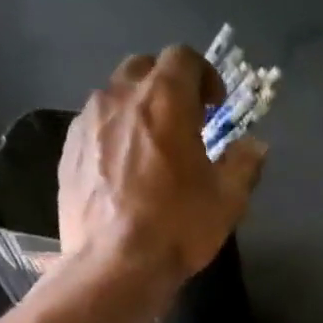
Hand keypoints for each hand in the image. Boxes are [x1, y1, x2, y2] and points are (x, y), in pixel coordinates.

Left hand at [58, 46, 266, 286]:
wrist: (114, 266)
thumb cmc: (178, 226)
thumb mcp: (227, 199)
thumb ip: (244, 163)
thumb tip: (254, 146)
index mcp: (164, 99)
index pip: (183, 57)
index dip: (204, 75)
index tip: (215, 106)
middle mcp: (120, 98)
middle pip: (144, 68)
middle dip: (167, 85)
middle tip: (184, 121)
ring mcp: (87, 123)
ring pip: (114, 96)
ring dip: (137, 110)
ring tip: (151, 148)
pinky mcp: (68, 152)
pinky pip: (94, 126)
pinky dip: (113, 135)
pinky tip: (123, 171)